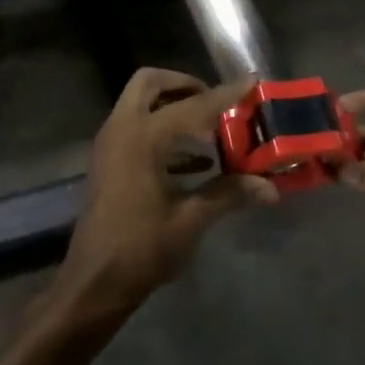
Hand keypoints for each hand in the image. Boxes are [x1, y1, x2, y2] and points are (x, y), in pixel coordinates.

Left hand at [55, 68, 278, 318]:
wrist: (93, 283)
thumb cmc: (141, 249)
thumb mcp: (191, 220)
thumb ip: (229, 194)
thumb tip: (270, 187)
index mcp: (143, 138)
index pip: (193, 105)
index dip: (225, 94)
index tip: (251, 81)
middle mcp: (122, 129)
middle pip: (150, 83)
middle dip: (184, 85)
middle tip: (216, 102)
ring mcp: (110, 144)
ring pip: (140, 103)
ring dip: (172, 106)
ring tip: (212, 128)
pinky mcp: (109, 162)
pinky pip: (136, 128)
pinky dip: (163, 131)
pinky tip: (196, 161)